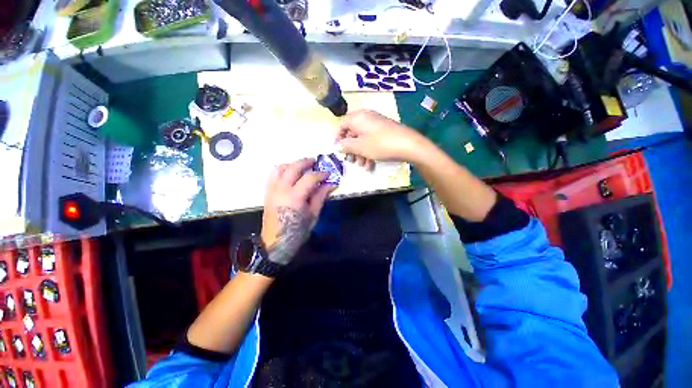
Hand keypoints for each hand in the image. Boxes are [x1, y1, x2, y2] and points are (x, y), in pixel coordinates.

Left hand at [261, 158, 336, 264]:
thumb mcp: (313, 216)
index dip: (321, 174)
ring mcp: (272, 190)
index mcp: (294, 197)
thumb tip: (331, 184)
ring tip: (302, 166)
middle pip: (293, 168)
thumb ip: (320, 197)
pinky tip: (290, 173)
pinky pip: (273, 175)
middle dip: (305, 162)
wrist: (274, 244)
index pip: (309, 178)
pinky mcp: (267, 192)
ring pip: (280, 168)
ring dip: (292, 164)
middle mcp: (281, 190)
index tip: (328, 175)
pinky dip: (282, 169)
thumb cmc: (297, 232)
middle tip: (315, 162)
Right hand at [336, 110, 424, 169]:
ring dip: (360, 154)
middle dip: (351, 150)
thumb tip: (338, 146)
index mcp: (358, 118)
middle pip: (353, 134)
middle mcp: (366, 118)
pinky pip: (372, 141)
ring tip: (363, 166)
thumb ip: (346, 146)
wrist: (408, 144)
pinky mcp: (384, 132)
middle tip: (351, 161)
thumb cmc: (380, 144)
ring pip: (363, 139)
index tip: (338, 150)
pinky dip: (369, 152)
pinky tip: (371, 165)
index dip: (338, 138)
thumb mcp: (360, 147)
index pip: (342, 125)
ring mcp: (377, 125)